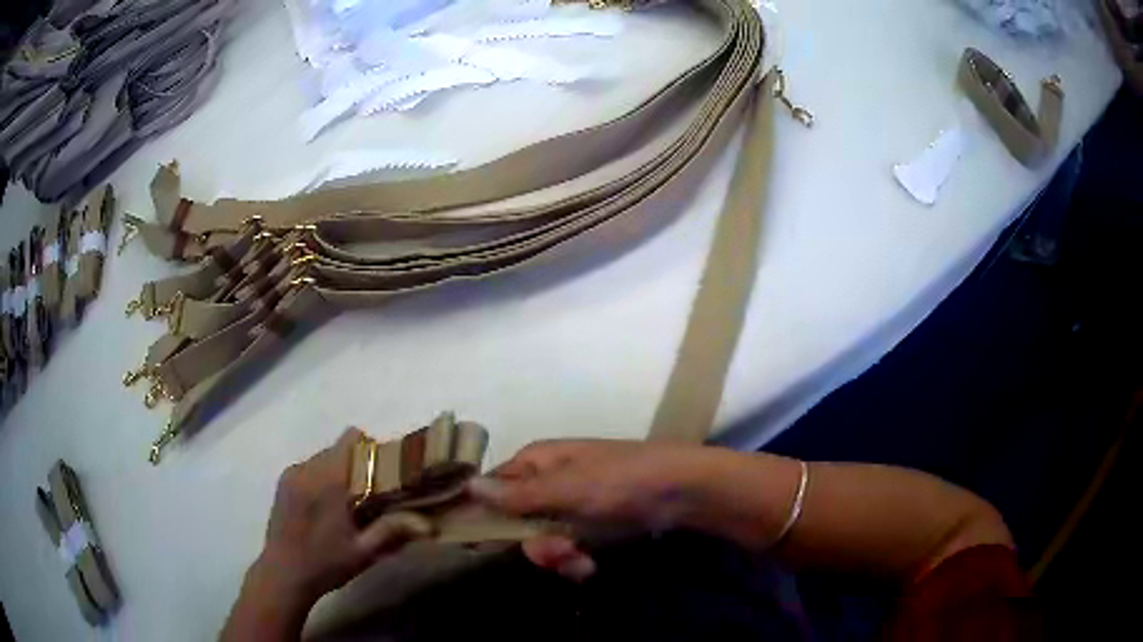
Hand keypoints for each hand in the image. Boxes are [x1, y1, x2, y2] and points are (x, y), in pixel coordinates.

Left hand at [223, 429, 432, 640]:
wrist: (282, 573)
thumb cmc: (325, 564)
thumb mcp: (364, 552)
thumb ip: (393, 531)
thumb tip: (429, 524)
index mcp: (329, 480)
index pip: (351, 440)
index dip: (371, 450)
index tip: (382, 474)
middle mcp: (308, 468)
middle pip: (339, 449)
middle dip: (357, 466)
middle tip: (369, 496)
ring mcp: (292, 474)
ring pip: (324, 458)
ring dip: (338, 473)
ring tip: (345, 505)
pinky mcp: (283, 482)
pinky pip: (309, 468)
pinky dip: (322, 479)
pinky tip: (324, 509)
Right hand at [469, 439, 714, 581]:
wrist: (681, 492)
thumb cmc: (621, 481)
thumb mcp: (567, 488)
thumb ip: (517, 494)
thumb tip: (467, 485)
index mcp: (537, 461)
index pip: (492, 489)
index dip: (485, 517)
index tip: (479, 546)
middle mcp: (547, 481)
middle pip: (516, 521)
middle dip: (535, 544)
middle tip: (558, 553)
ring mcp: (570, 505)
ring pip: (542, 539)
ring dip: (557, 556)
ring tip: (579, 562)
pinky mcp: (590, 524)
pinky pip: (566, 547)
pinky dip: (575, 560)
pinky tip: (588, 566)